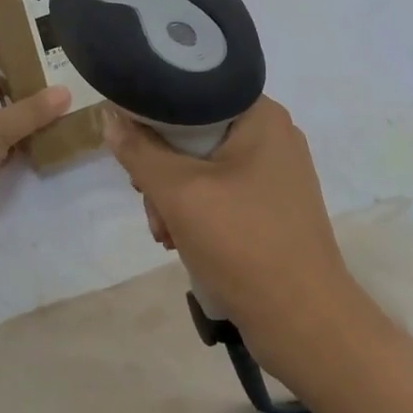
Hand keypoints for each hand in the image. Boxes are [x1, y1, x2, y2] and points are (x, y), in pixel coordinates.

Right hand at [103, 96, 368, 382]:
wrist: (303, 321)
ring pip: (202, 167)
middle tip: (147, 199)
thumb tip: (109, 116)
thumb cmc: (243, 243)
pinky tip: (181, 242)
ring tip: (165, 234)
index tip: (131, 145)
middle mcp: (272, 135)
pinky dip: (196, 213)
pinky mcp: (272, 207)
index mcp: (261, 115)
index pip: (193, 91)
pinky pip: (220, 193)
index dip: (153, 113)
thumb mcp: (179, 192)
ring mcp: (275, 173)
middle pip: (194, 133)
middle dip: (162, 169)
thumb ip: (139, 151)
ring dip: (174, 198)